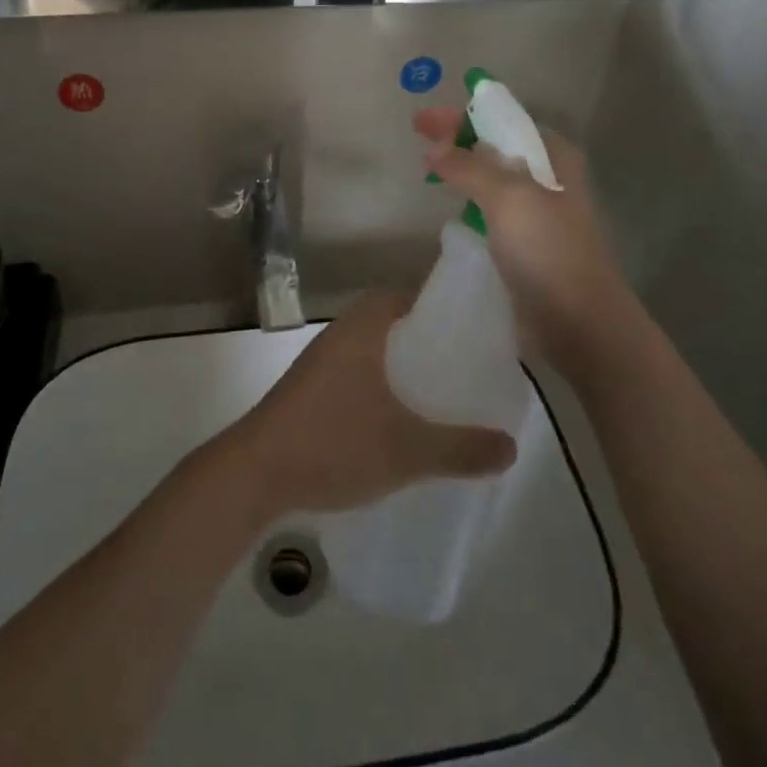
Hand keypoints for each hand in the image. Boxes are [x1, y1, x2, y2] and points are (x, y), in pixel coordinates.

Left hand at [228, 289, 515, 517]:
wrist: (255, 472)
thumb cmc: (333, 442)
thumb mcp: (406, 450)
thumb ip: (460, 448)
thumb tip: (511, 446)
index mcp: (363, 328)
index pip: (406, 294)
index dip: (439, 305)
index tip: (471, 328)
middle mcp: (342, 334)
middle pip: (392, 322)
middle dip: (426, 340)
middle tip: (463, 365)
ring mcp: (322, 362)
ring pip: (374, 349)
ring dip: (402, 364)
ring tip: (440, 393)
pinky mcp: (311, 389)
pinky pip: (358, 373)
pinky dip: (381, 385)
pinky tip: (399, 420)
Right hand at [415, 106, 629, 373]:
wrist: (580, 321)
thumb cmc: (547, 248)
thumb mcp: (506, 197)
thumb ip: (467, 166)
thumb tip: (434, 149)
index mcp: (553, 156)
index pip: (501, 121)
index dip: (461, 116)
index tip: (422, 120)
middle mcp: (548, 177)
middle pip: (495, 146)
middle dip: (457, 139)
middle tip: (419, 139)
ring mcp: (538, 211)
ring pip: (492, 177)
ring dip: (462, 168)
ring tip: (428, 168)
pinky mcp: (527, 242)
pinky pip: (491, 208)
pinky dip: (469, 199)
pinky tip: (449, 203)